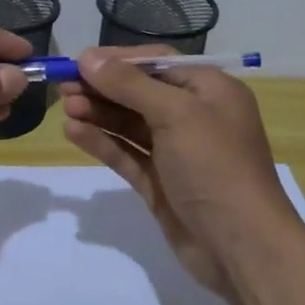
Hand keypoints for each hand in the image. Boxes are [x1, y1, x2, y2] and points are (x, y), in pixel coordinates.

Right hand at [59, 46, 298, 292]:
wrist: (241, 247)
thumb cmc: (215, 166)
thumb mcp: (176, 113)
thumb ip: (129, 85)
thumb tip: (88, 58)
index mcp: (210, 90)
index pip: (157, 63)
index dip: (118, 60)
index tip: (79, 62)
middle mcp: (194, 116)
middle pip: (139, 92)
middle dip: (102, 87)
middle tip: (63, 86)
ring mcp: (176, 152)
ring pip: (130, 124)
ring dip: (98, 113)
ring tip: (66, 108)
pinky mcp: (160, 182)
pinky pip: (126, 153)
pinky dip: (102, 142)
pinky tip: (74, 132)